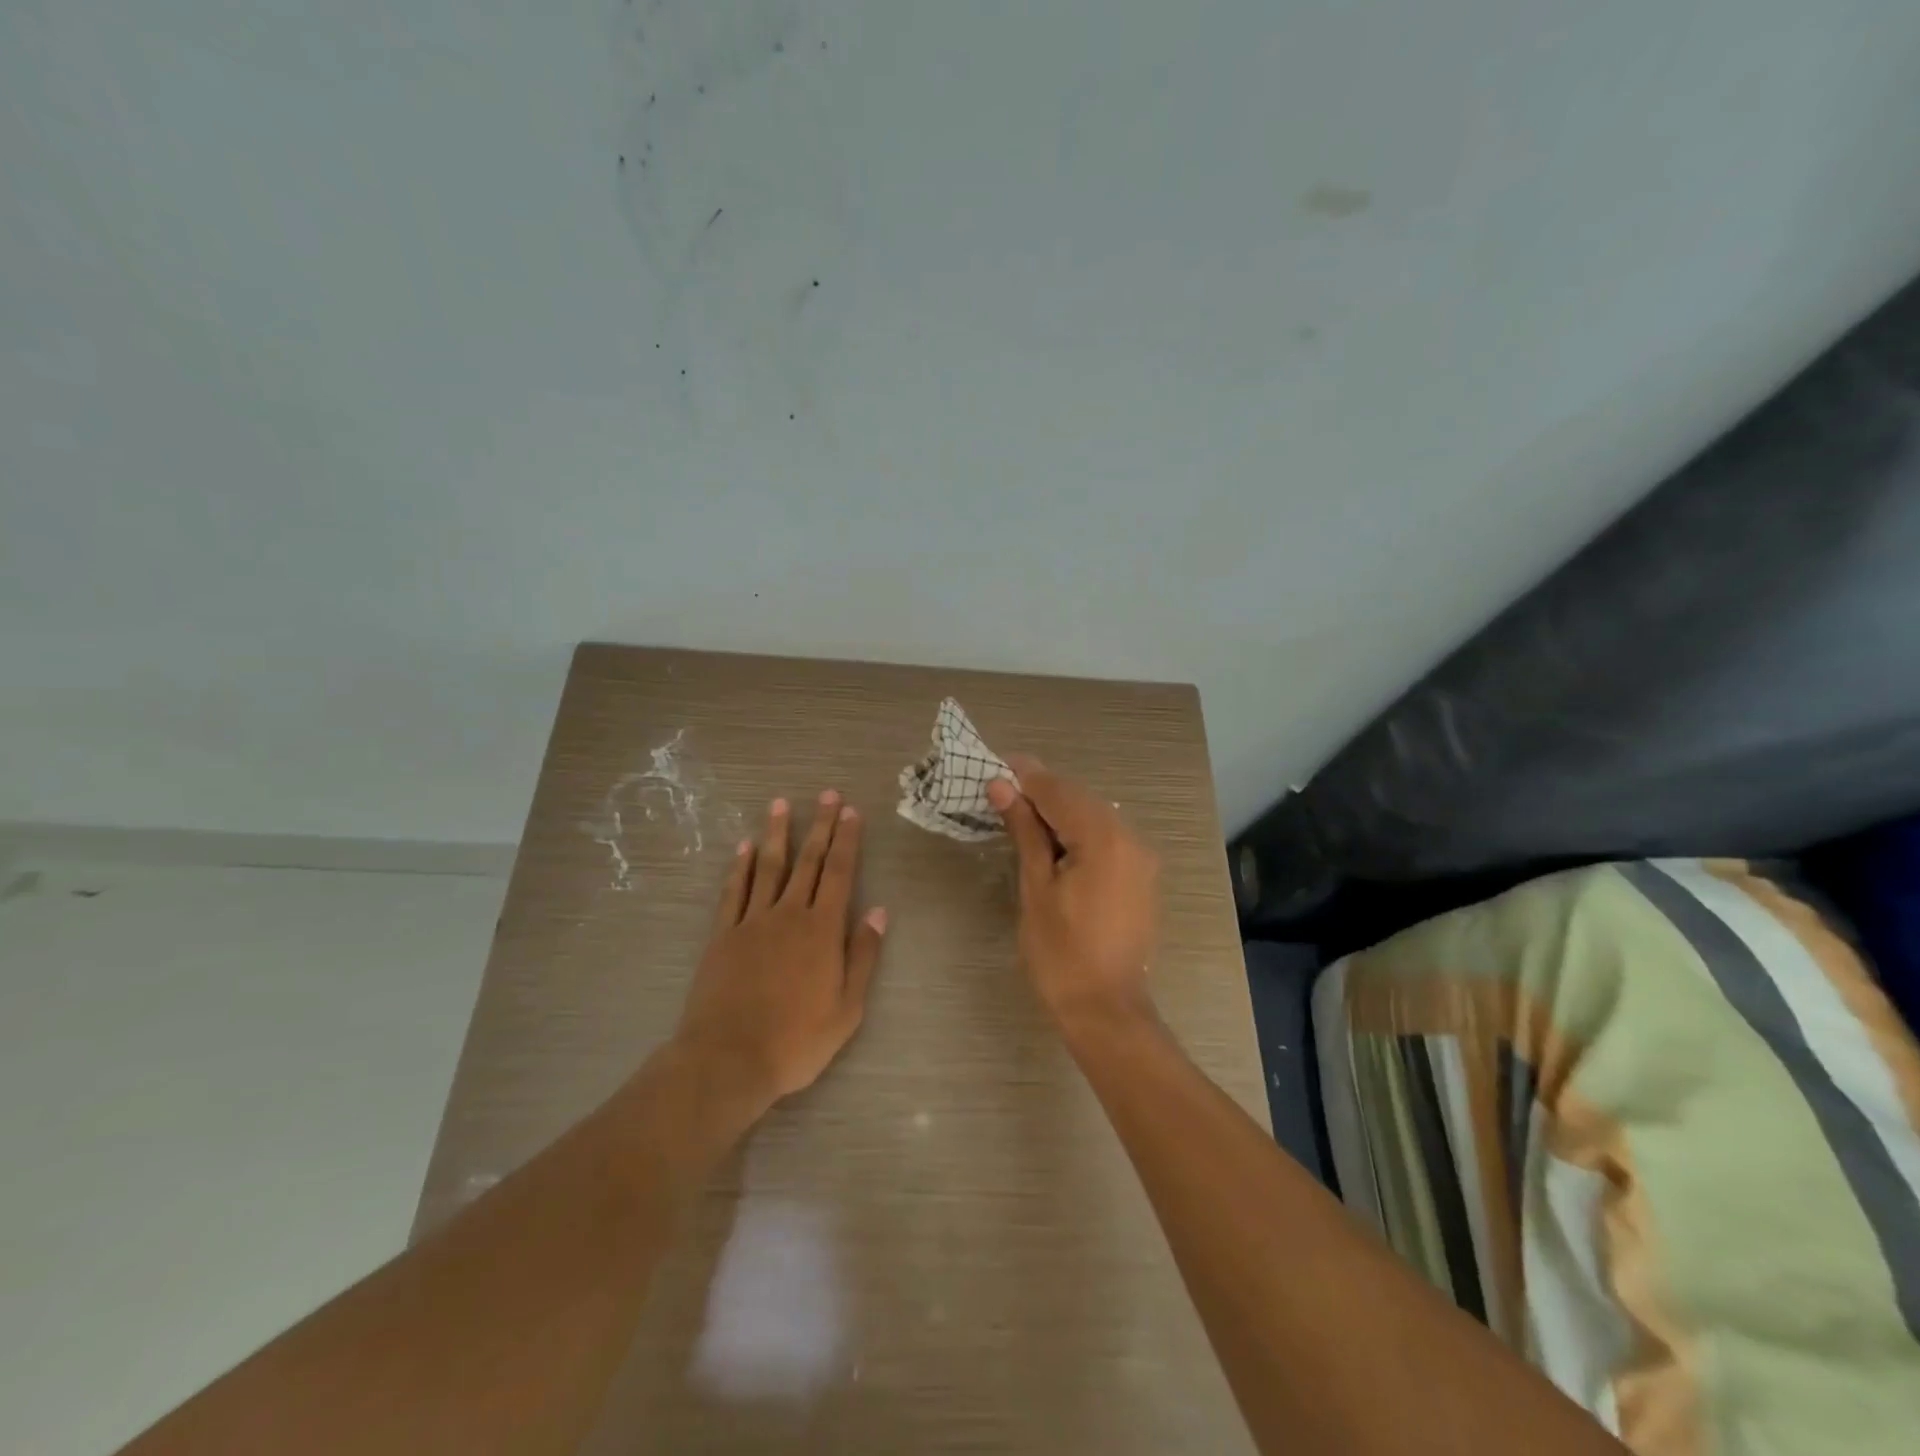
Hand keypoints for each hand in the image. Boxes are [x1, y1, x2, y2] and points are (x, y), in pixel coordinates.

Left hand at [673, 792, 886, 1114]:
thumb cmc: (797, 1040)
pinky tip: (743, 848)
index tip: (851, 812)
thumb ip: (863, 955)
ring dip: (776, 834)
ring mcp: (752, 922)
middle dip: (820, 826)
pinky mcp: (723, 936)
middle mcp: (788, 914)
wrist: (728, 1059)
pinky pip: (734, 892)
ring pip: (768, 867)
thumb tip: (879, 912)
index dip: (847, 840)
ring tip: (780, 803)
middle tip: (827, 795)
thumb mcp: (847, 1007)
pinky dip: (739, 867)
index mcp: (822, 929)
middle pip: (807, 861)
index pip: (839, 873)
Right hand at [987, 756, 1159, 1031]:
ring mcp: (1141, 857)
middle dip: (1042, 792)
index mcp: (1104, 838)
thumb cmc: (1061, 953)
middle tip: (1002, 790)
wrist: (1106, 1010)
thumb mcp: (1035, 887)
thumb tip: (1001, 786)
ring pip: (1094, 816)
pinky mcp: (1142, 875)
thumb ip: (1024, 830)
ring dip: (1060, 811)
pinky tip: (1053, 842)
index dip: (1026, 776)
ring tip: (1021, 815)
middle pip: (1080, 799)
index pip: (1059, 791)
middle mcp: (1131, 837)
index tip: (996, 765)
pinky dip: (1079, 831)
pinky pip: (1107, 838)